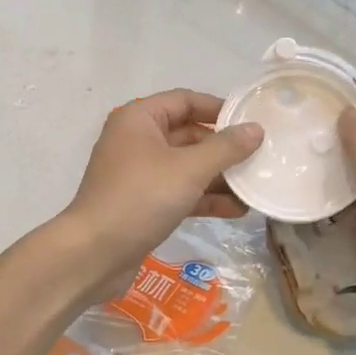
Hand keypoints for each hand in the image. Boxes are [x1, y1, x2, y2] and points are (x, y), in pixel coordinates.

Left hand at [58, 89, 262, 300]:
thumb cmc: (140, 198)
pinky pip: (180, 191)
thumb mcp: (188, 169)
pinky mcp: (143, 203)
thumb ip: (225, 148)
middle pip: (189, 134)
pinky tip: (238, 210)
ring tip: (256, 186)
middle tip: (261, 156)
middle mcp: (137, 140)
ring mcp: (139, 174)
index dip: (219, 108)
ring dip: (219, 176)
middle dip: (224, 148)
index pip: (185, 100)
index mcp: (139, 119)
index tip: (252, 121)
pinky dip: (205, 197)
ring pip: (187, 166)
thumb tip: (256, 129)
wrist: (94, 254)